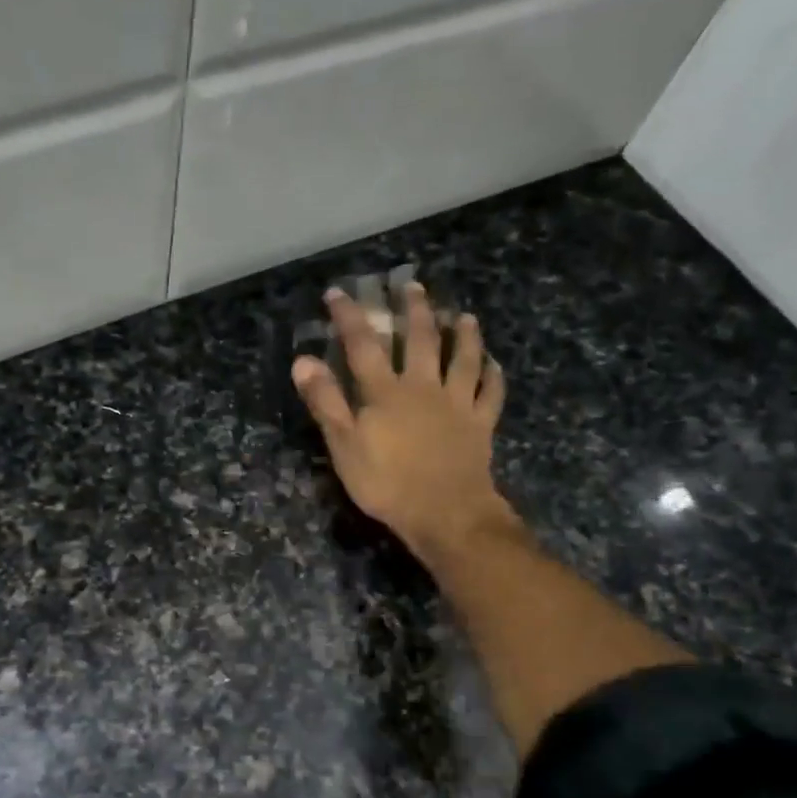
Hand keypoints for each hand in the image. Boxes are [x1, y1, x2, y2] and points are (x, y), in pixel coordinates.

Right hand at [291, 282, 520, 565]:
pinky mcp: (480, 424)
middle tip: (412, 285)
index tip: (338, 292)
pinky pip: (490, 393)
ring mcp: (457, 404)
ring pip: (463, 358)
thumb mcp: (343, 445)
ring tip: (464, 316)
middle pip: (421, 340)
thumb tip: (302, 360)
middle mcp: (423, 387)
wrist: (444, 512)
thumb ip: (325, 401)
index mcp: (385, 392)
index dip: (349, 316)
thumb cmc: (386, 482)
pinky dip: (493, 375)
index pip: (362, 345)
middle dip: (414, 310)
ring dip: (463, 334)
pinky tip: (494, 364)